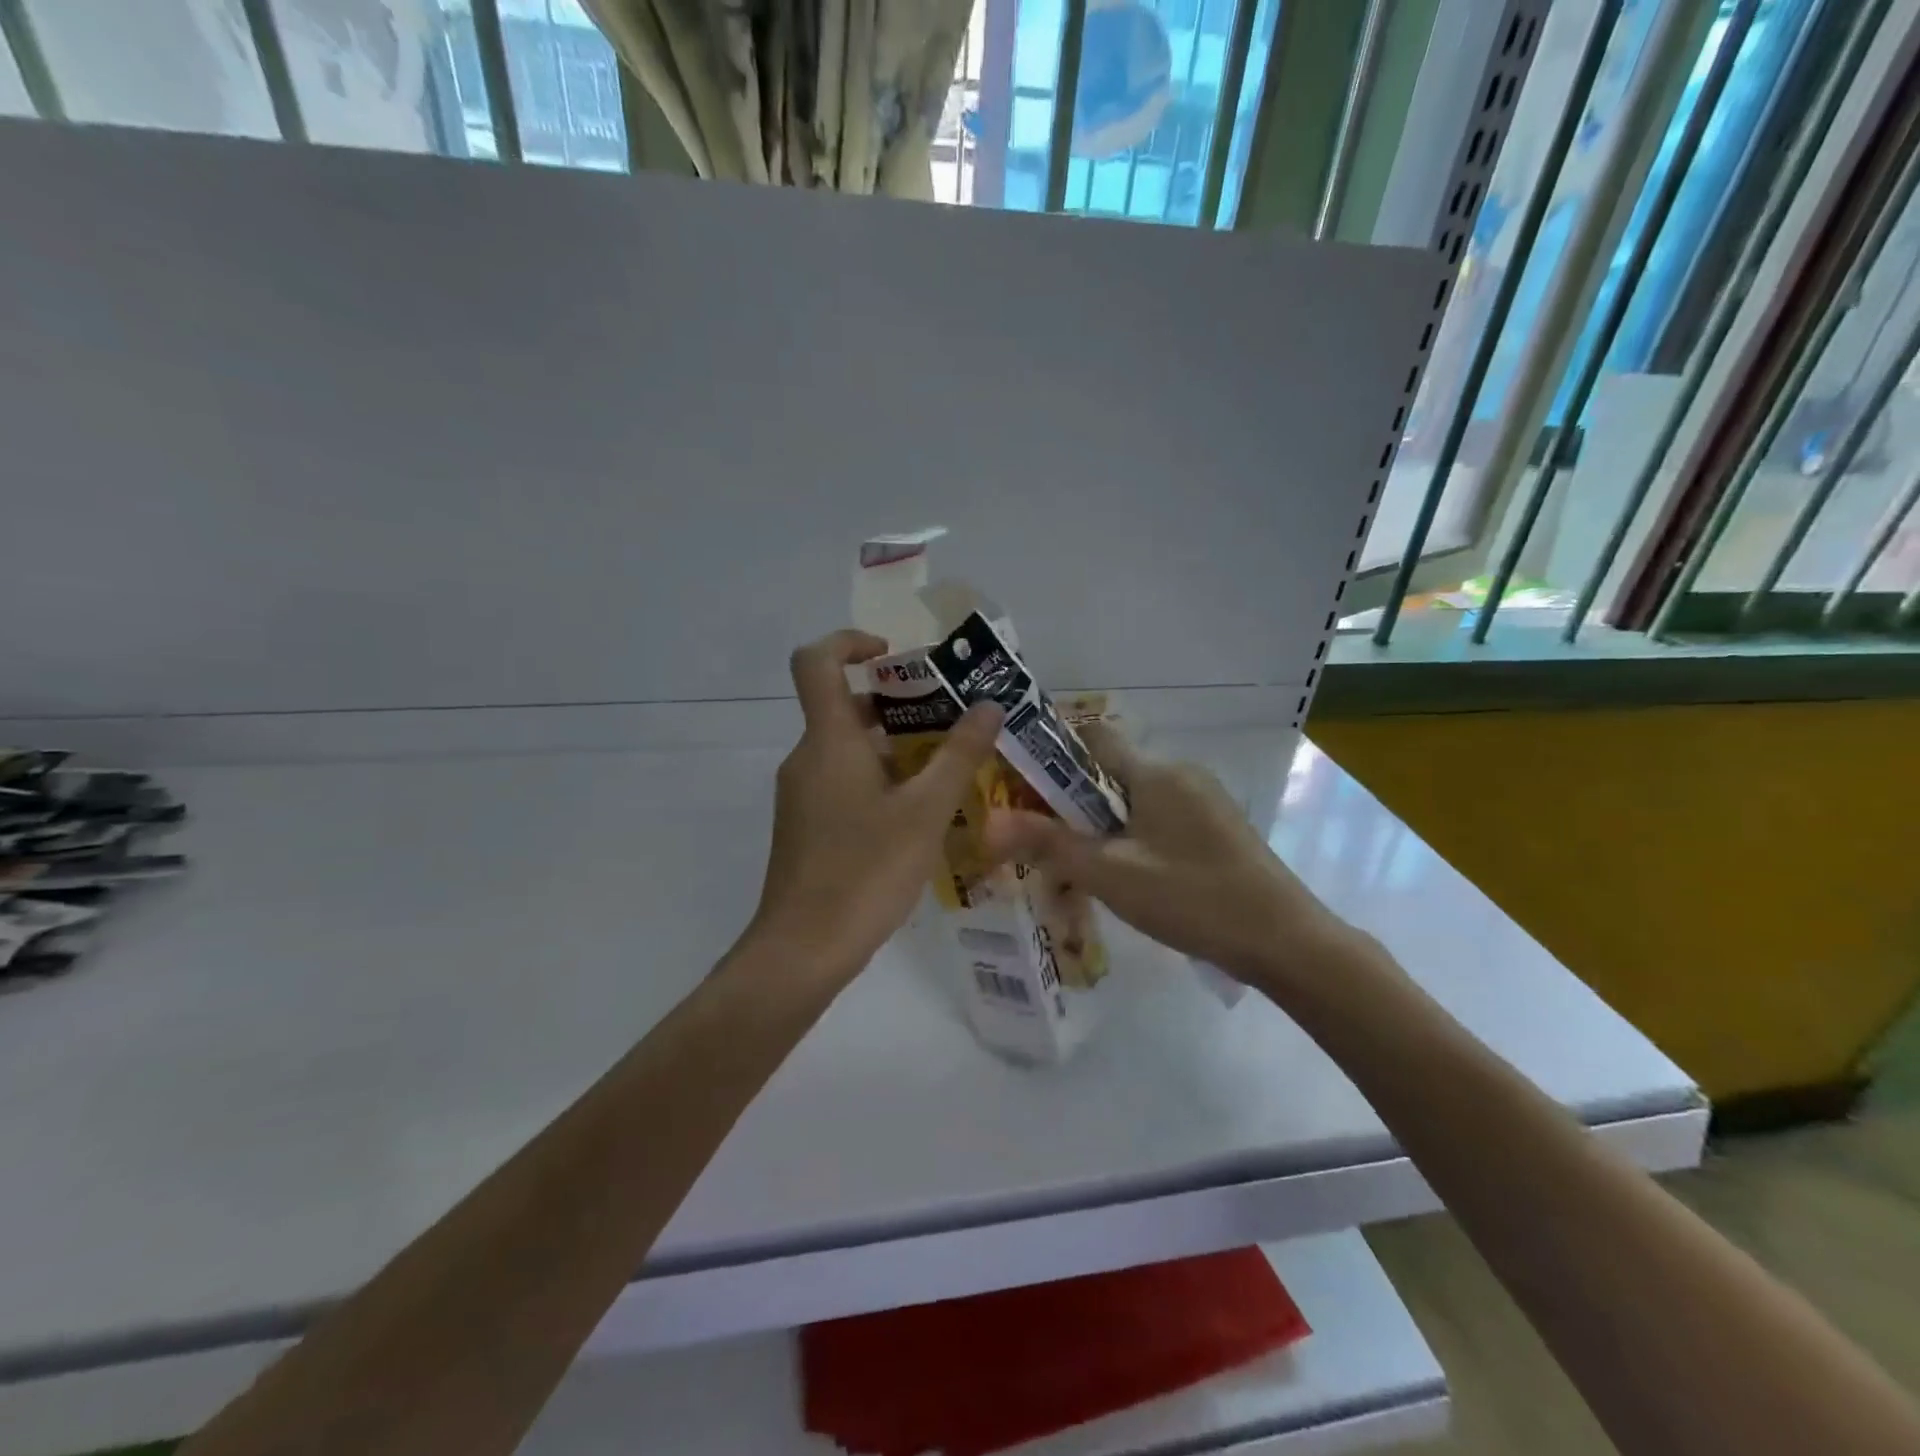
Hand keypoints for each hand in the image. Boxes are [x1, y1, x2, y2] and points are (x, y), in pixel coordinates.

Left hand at [747, 630, 1002, 984]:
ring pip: (847, 749)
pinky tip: (919, 813)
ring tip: (947, 766)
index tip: (895, 655)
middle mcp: (808, 758)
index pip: (816, 661)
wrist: (804, 949)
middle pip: (843, 706)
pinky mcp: (806, 826)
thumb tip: (989, 706)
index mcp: (828, 741)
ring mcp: (802, 794)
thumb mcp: (926, 812)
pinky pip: (843, 781)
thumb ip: (960, 755)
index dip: (850, 641)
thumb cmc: (866, 871)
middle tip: (949, 717)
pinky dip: (879, 779)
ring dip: (894, 746)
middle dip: (896, 703)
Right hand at [981, 724, 1350, 988]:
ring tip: (1080, 866)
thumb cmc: (1192, 898)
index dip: (1053, 753)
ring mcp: (1204, 799)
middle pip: (1111, 772)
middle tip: (1044, 840)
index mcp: (1155, 772)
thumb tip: (988, 824)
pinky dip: (1134, 836)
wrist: (1285, 940)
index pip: (1092, 737)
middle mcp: (1180, 773)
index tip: (1022, 785)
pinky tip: (1129, 877)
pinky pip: (1161, 818)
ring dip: (1104, 824)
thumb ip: (1049, 845)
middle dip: (1074, 801)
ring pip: (1136, 799)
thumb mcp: (1111, 874)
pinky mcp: (1217, 827)